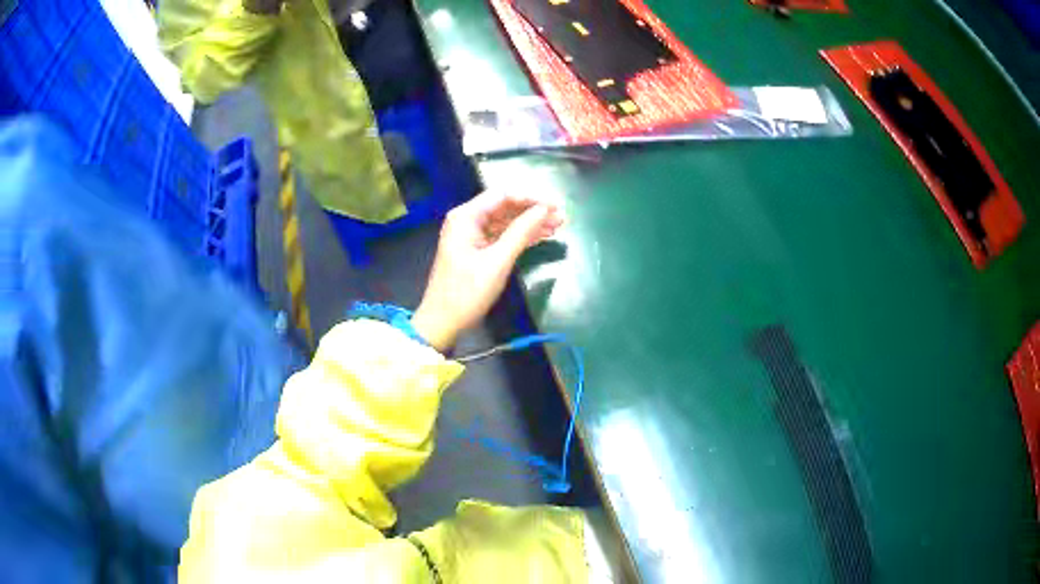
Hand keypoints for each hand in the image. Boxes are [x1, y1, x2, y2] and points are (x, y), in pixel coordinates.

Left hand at [412, 191, 564, 350]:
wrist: (442, 322)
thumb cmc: (467, 292)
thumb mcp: (498, 261)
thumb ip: (521, 232)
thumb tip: (544, 210)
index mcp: (466, 216)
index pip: (504, 195)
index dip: (532, 198)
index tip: (556, 206)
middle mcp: (467, 219)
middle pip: (506, 206)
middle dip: (533, 210)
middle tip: (562, 217)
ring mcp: (471, 234)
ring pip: (506, 221)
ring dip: (530, 223)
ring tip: (558, 226)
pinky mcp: (476, 249)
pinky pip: (502, 235)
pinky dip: (521, 236)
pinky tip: (542, 237)